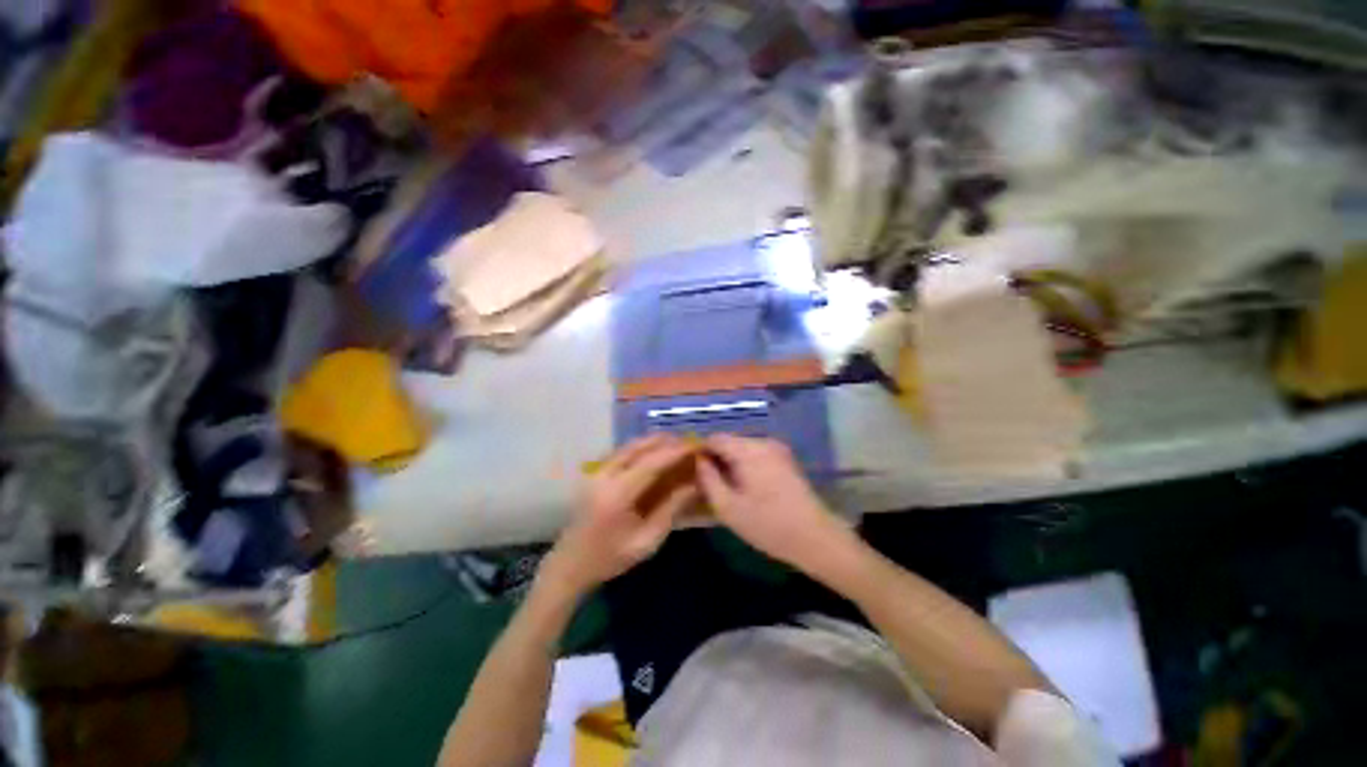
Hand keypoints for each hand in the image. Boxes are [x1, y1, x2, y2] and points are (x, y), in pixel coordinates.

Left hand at [542, 435, 697, 594]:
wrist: (570, 564)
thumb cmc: (611, 558)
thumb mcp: (647, 541)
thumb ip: (671, 509)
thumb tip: (694, 485)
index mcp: (617, 494)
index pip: (651, 463)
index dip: (674, 452)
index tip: (695, 447)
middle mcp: (604, 476)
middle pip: (638, 447)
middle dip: (665, 442)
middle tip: (687, 442)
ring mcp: (596, 472)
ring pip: (628, 446)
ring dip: (652, 442)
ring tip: (675, 444)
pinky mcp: (594, 473)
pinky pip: (621, 452)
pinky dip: (641, 448)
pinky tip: (654, 452)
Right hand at [696, 434, 845, 568]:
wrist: (815, 538)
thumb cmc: (768, 525)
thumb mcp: (728, 508)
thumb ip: (708, 479)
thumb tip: (699, 460)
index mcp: (749, 450)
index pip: (715, 438)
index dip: (701, 452)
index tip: (695, 471)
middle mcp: (764, 442)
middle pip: (730, 441)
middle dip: (717, 458)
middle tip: (711, 484)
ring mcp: (777, 449)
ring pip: (743, 448)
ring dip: (732, 462)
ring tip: (728, 487)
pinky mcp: (786, 459)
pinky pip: (757, 454)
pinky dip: (746, 465)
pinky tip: (748, 487)